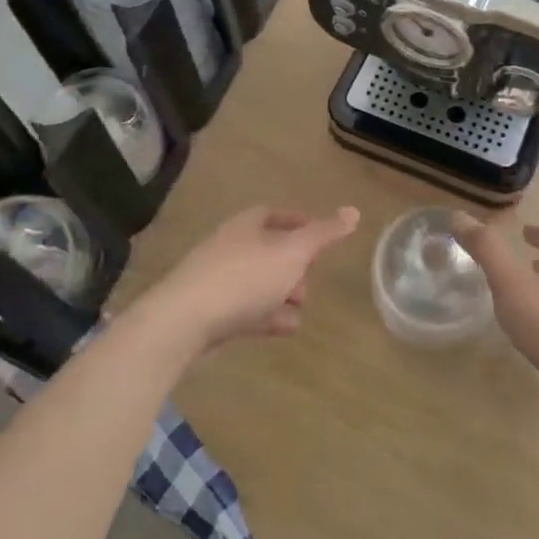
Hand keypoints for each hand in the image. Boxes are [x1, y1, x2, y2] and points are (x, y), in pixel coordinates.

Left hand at [143, 205, 359, 354]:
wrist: (185, 320)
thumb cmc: (245, 277)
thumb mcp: (292, 252)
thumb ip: (323, 234)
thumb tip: (353, 210)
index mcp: (247, 225)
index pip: (275, 214)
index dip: (299, 222)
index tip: (319, 236)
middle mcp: (230, 246)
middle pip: (268, 249)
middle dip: (294, 265)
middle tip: (310, 280)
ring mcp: (218, 280)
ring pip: (259, 282)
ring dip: (282, 294)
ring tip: (300, 310)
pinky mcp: (211, 311)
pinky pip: (246, 309)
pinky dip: (267, 315)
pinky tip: (284, 327)